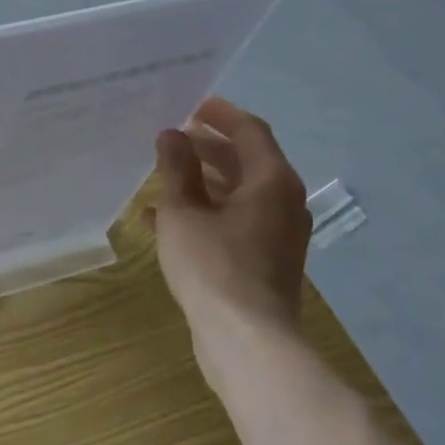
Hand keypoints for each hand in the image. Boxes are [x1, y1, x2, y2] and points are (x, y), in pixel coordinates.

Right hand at [149, 98, 310, 344]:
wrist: (246, 340)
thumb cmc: (213, 265)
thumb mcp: (183, 211)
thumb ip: (177, 169)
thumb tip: (172, 135)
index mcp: (271, 181)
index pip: (250, 131)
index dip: (220, 114)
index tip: (191, 104)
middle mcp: (282, 202)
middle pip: (245, 160)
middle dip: (207, 147)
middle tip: (172, 137)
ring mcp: (276, 233)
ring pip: (237, 192)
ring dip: (202, 180)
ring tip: (162, 174)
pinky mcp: (264, 259)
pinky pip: (234, 220)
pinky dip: (205, 211)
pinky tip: (162, 218)